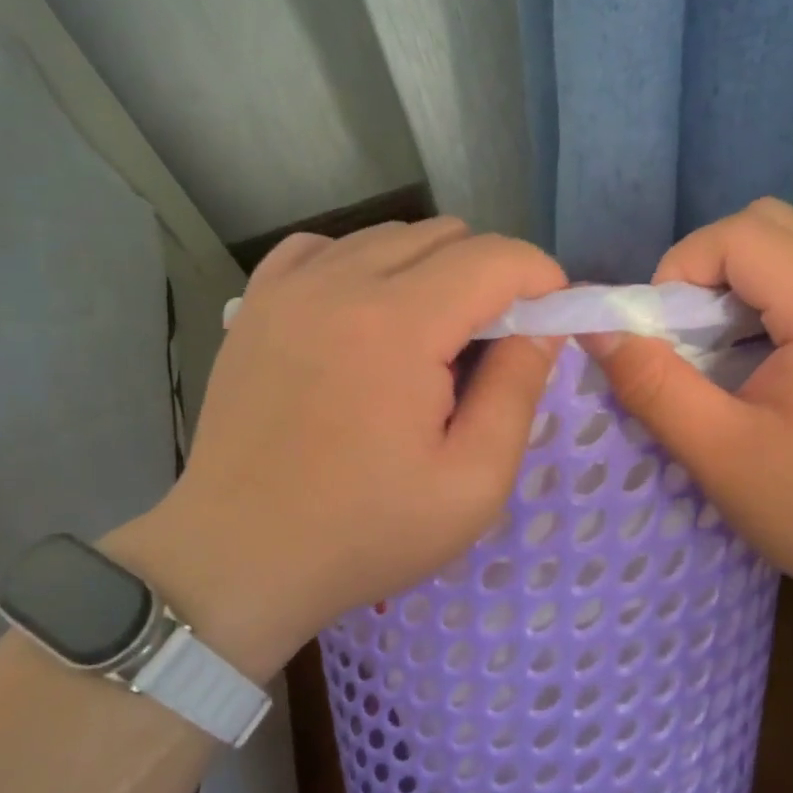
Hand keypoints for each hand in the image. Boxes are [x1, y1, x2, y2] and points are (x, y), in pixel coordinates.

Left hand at [107, 219, 565, 681]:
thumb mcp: (472, 482)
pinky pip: (329, 249)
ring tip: (430, 341)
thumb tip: (543, 327)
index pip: (496, 258)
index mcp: (399, 325)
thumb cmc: (365, 532)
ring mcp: (290, 287)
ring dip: (432, 272)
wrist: (240, 556)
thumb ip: (518, 390)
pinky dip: (365, 267)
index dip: (541, 280)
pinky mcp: (257, 303)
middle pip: (447, 237)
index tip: (553, 322)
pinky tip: (367, 318)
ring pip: (391, 237)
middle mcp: (341, 282)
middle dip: (490, 278)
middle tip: (492, 346)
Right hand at [583, 199, 792, 626]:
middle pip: (772, 221)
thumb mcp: (721, 455)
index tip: (664, 333)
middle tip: (692, 331)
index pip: (740, 234)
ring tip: (728, 338)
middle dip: (711, 263)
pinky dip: (779, 288)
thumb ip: (652, 385)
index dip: (681, 269)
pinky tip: (767, 350)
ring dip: (747, 272)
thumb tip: (597, 330)